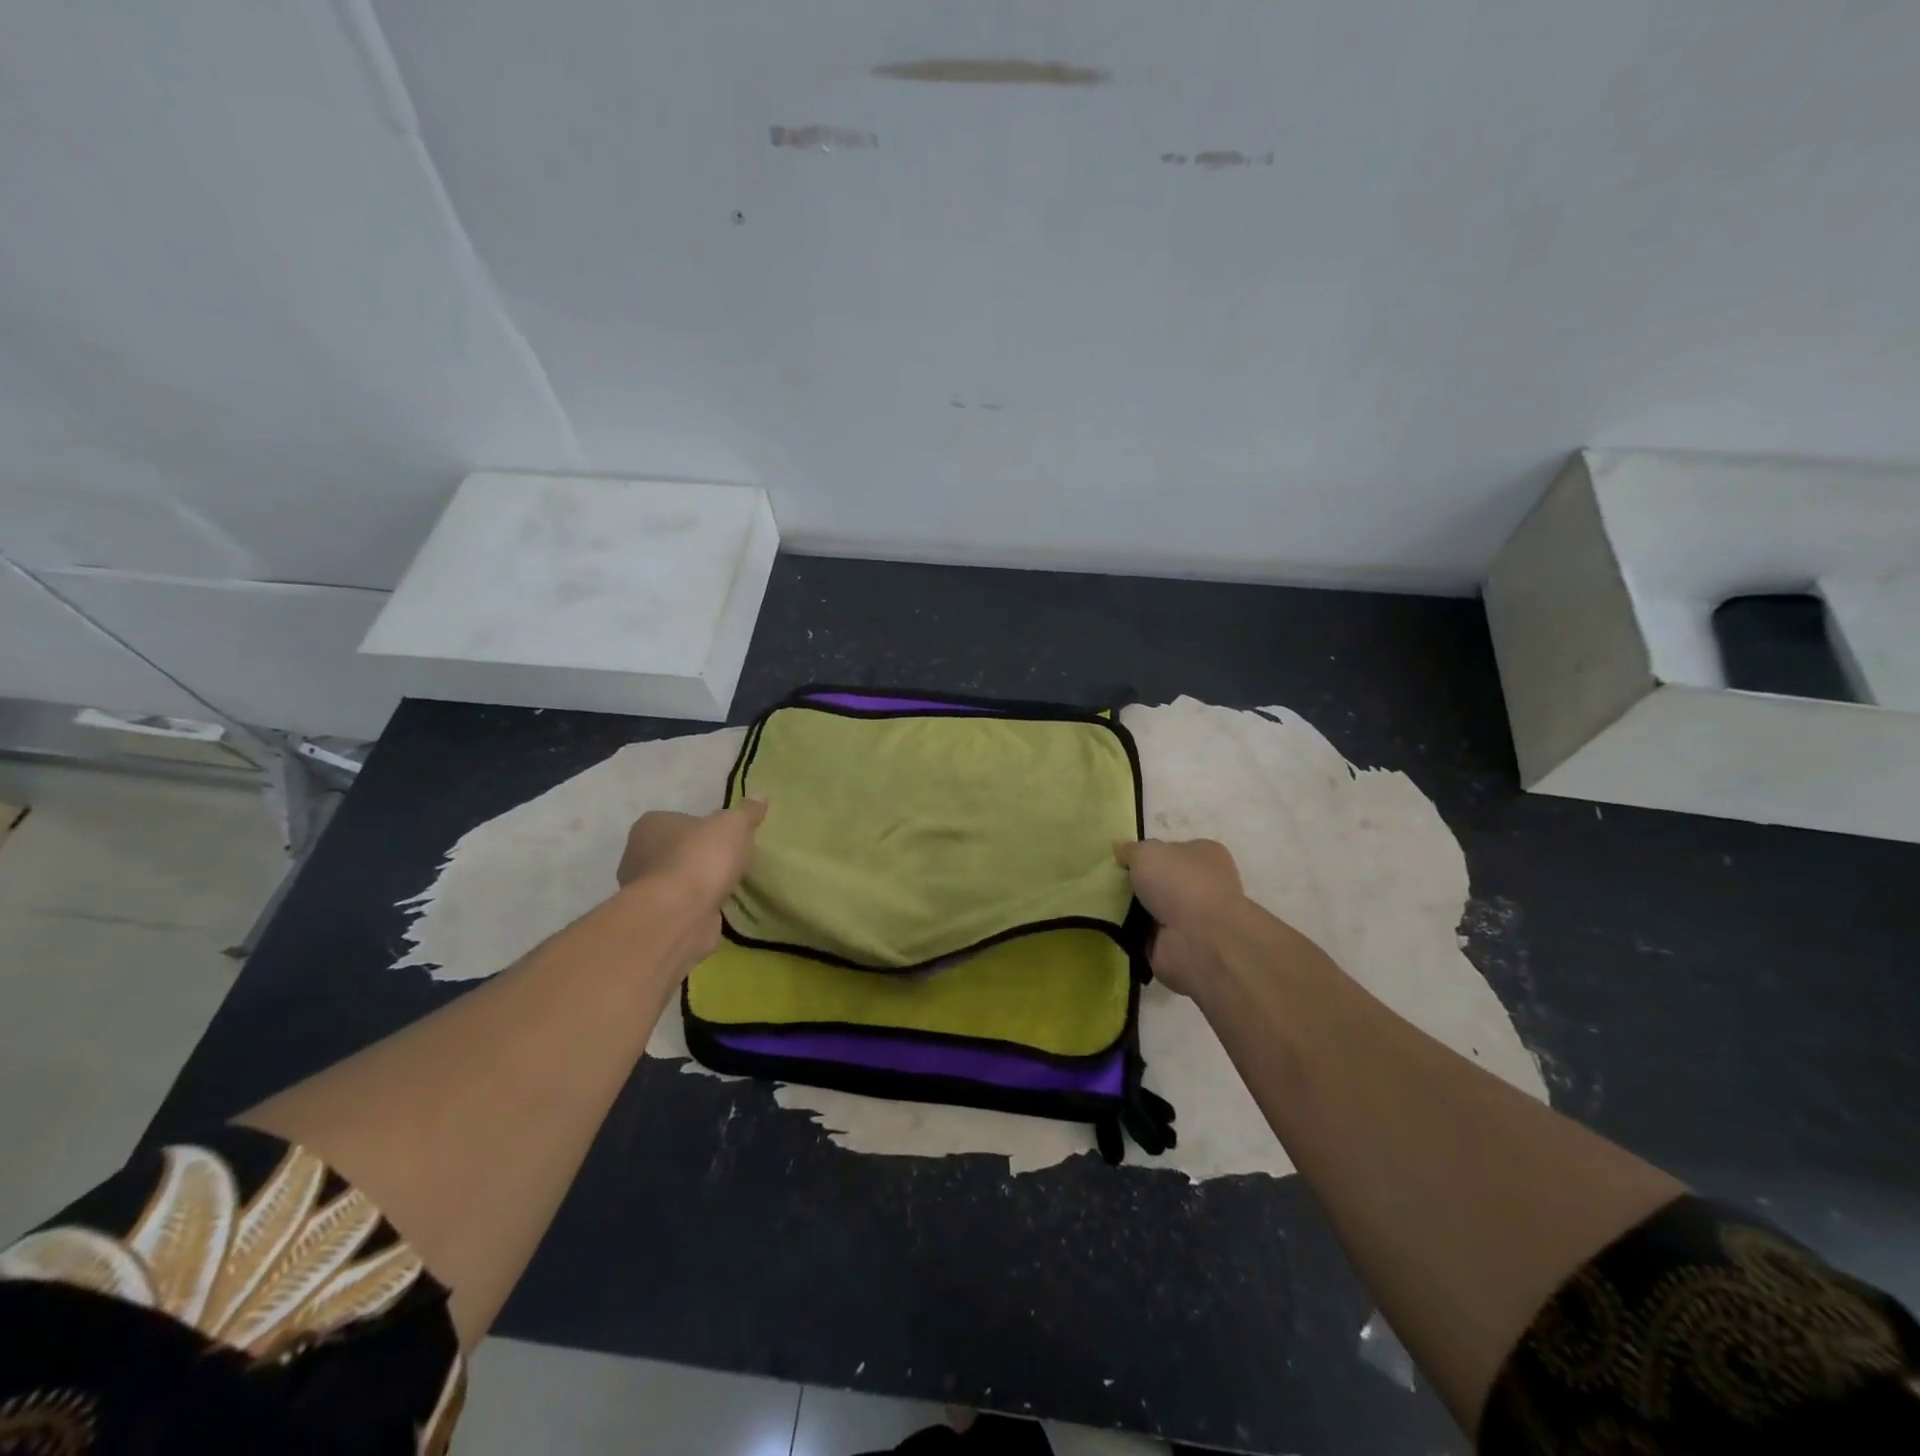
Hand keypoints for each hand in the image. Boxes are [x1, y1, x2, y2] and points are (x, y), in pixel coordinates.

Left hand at [618, 799, 766, 911]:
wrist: (679, 915)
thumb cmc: (701, 858)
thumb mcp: (734, 825)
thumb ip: (747, 811)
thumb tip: (760, 794)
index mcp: (650, 825)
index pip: (678, 820)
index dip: (703, 828)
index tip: (725, 837)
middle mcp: (638, 855)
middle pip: (676, 851)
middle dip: (699, 857)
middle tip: (729, 861)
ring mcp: (643, 891)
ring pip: (677, 881)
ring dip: (698, 884)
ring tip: (729, 886)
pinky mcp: (655, 919)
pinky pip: (682, 907)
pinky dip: (698, 908)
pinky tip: (719, 909)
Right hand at [1114, 837, 1245, 995]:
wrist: (1200, 942)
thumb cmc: (1180, 884)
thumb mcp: (1147, 852)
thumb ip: (1131, 850)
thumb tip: (1122, 852)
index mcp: (1206, 855)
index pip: (1173, 850)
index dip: (1147, 854)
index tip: (1122, 861)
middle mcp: (1205, 885)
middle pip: (1162, 880)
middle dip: (1137, 884)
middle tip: (1109, 884)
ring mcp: (1194, 919)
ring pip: (1153, 909)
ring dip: (1132, 910)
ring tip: (1104, 906)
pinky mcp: (1181, 946)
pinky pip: (1147, 935)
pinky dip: (1131, 934)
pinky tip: (1112, 928)